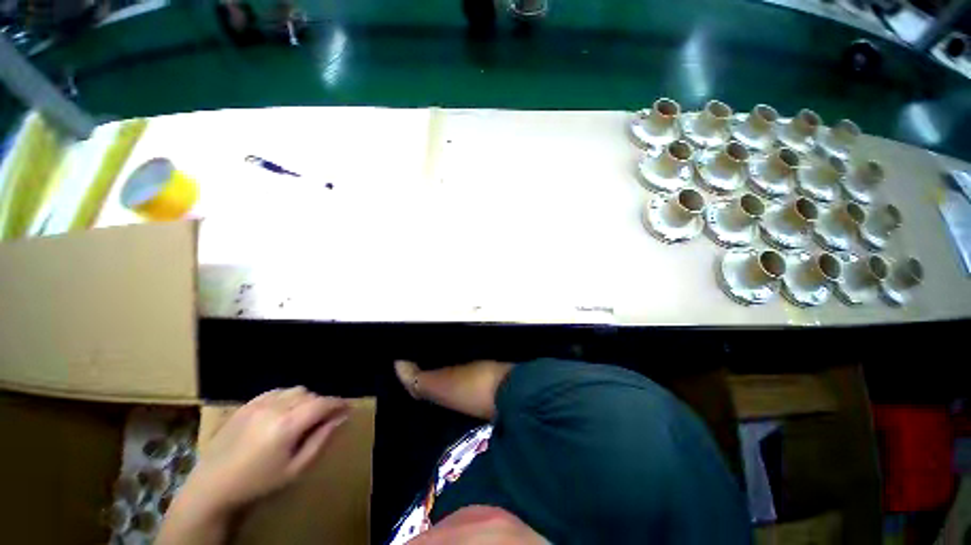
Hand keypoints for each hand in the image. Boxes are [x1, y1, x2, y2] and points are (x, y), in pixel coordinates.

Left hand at [179, 387, 348, 515]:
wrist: (212, 486)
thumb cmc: (258, 482)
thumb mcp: (296, 468)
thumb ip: (321, 439)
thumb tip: (342, 418)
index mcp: (287, 425)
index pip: (323, 403)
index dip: (339, 403)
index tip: (349, 408)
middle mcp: (274, 407)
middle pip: (311, 395)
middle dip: (323, 403)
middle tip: (326, 419)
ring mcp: (258, 403)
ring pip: (295, 390)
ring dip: (306, 399)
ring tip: (304, 416)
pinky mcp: (246, 404)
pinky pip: (277, 391)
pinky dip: (288, 397)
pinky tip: (284, 412)